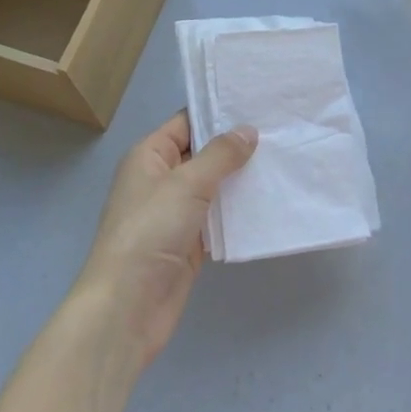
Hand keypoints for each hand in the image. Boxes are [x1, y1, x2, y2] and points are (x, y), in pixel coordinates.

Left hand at [73, 112, 257, 368]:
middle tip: (280, 132)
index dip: (218, 113)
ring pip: (213, 187)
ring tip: (283, 162)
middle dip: (236, 147)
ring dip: (240, 180)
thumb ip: (220, 155)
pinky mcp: (189, 243)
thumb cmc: (150, 231)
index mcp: (149, 156)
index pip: (186, 123)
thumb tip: (247, 130)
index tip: (258, 105)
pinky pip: (218, 219)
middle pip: (202, 154)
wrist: (127, 306)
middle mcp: (161, 179)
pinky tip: (269, 202)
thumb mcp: (186, 183)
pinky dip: (238, 213)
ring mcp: (175, 213)